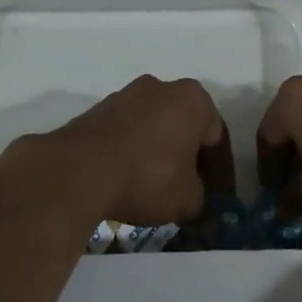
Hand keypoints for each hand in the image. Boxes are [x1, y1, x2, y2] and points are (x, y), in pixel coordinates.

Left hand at [0, 76, 230, 229]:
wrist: (79, 170)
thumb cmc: (148, 176)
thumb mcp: (187, 199)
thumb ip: (202, 203)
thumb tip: (203, 214)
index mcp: (194, 99)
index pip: (218, 139)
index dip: (222, 175)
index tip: (220, 200)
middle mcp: (163, 87)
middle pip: (186, 128)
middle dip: (191, 161)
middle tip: (193, 193)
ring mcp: (127, 95)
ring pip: (157, 128)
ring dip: (162, 156)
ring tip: (160, 189)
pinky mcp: (99, 109)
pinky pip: (129, 133)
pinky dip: (136, 153)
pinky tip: (132, 180)